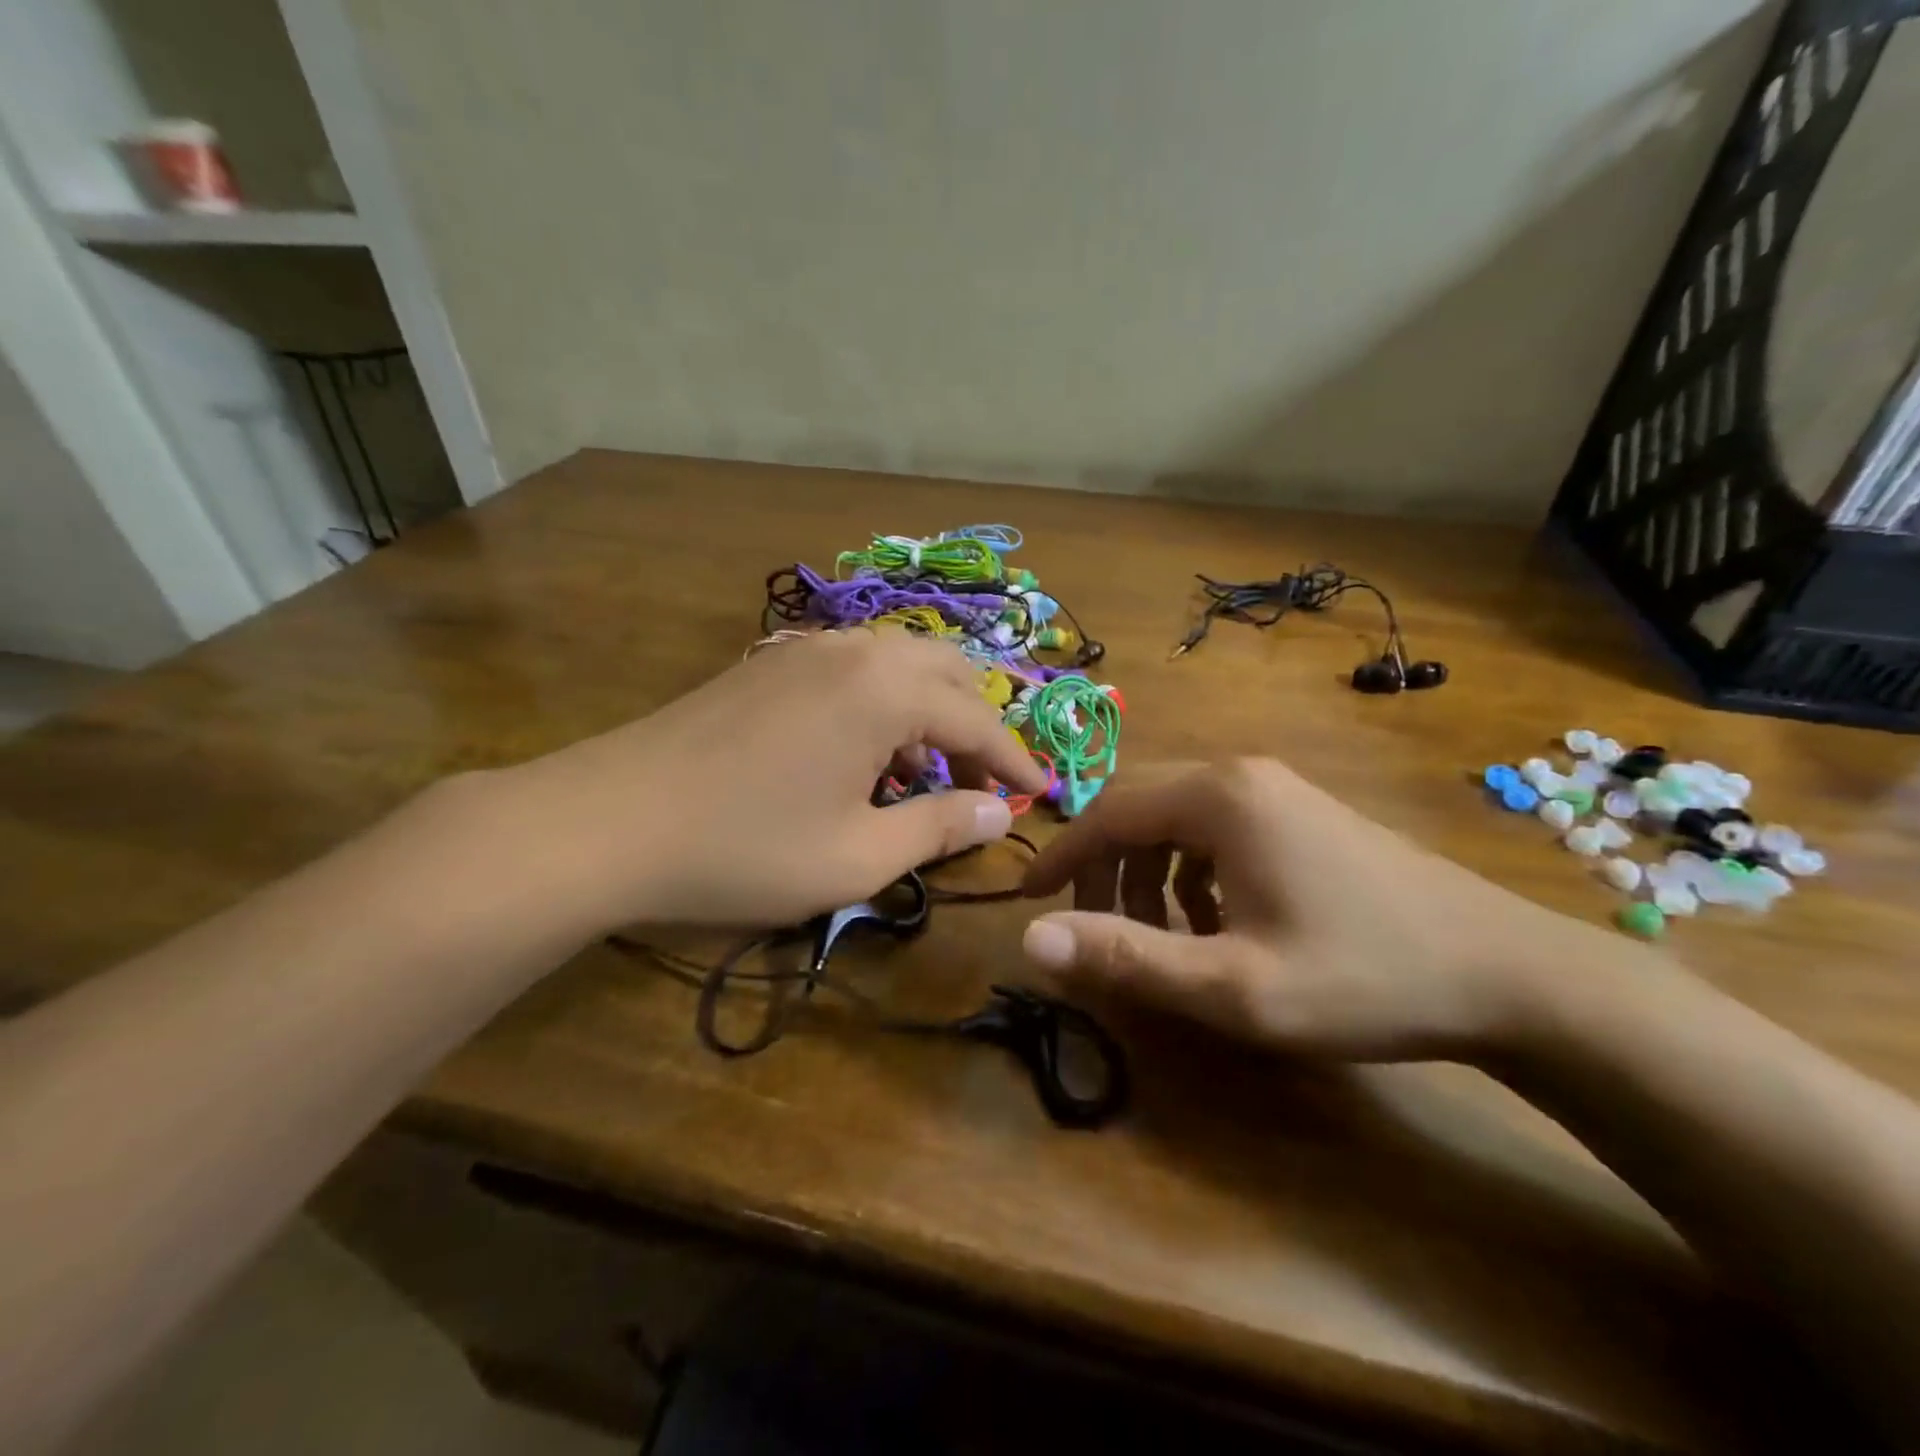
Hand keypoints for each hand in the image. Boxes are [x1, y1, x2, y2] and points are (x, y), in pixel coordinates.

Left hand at [484, 629, 1047, 933]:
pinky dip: (882, 704)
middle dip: (977, 725)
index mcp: (886, 690)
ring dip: (929, 712)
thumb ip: (938, 828)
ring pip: (897, 665)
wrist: (605, 822)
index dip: (1015, 762)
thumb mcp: (857, 857)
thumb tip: (996, 813)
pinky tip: (863, 753)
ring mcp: (804, 651)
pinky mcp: (767, 665)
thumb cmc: (743, 848)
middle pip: (945, 674)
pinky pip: (852, 671)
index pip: (978, 721)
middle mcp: (853, 651)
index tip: (1043, 794)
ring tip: (926, 772)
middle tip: (984, 782)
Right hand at [1018, 758, 1578, 1062]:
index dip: (1062, 857)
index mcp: (1218, 797)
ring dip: (1148, 874)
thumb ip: (1125, 958)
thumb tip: (1031, 938)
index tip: (1028, 899)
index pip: (1108, 812)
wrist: (1510, 974)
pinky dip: (1191, 871)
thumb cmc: (1363, 977)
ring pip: (1177, 820)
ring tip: (1159, 936)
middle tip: (1094, 930)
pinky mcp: (1302, 811)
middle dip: (1105, 869)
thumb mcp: (1232, 984)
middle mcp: (1240, 774)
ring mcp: (1277, 789)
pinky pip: (1217, 829)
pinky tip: (1214, 921)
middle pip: (1139, 808)